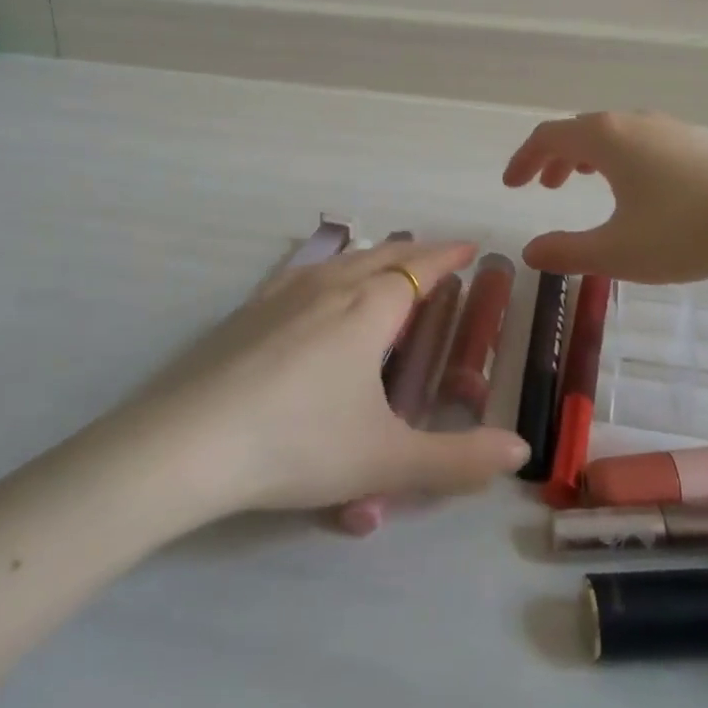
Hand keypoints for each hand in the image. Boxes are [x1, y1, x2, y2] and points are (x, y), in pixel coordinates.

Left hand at [138, 241, 529, 515]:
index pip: (420, 270)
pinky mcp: (247, 311)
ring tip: (386, 263)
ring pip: (340, 260)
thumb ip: (457, 460)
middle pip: (382, 255)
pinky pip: (301, 273)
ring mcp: (282, 294)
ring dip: (372, 255)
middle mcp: (329, 287)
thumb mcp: (386, 461)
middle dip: (416, 251)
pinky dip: (327, 268)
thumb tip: (519, 452)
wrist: (189, 443)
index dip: (448, 256)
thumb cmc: (298, 445)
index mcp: (368, 310)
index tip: (469, 245)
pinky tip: (316, 284)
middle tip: (438, 255)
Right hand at [503, 110, 707, 287]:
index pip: (548, 137)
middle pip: (579, 130)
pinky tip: (635, 186)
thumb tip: (529, 252)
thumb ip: (567, 252)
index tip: (511, 185)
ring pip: (612, 133)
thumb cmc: (684, 232)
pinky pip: (640, 140)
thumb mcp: (616, 252)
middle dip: (554, 157)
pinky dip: (619, 157)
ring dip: (587, 156)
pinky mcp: (696, 142)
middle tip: (543, 186)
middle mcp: (631, 122)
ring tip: (583, 180)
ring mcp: (668, 128)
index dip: (523, 159)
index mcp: (604, 138)